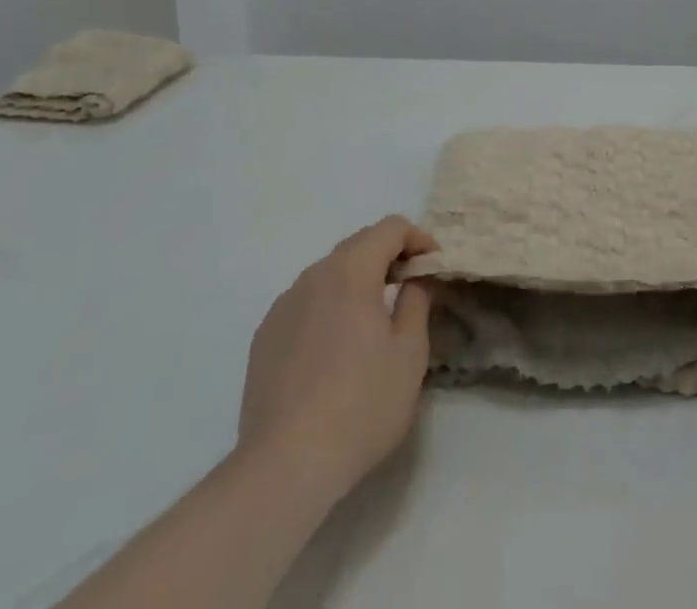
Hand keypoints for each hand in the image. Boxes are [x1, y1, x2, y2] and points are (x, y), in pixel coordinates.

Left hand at [236, 216, 437, 504]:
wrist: (284, 468)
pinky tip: (336, 347)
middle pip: (357, 245)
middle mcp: (313, 277)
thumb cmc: (361, 405)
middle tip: (410, 284)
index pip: (389, 228)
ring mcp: (283, 307)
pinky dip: (329, 306)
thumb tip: (412, 280)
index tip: (433, 264)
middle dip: (388, 255)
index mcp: (351, 273)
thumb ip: (416, 301)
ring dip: (357, 280)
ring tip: (374, 316)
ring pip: (328, 274)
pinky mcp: (264, 338)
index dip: (418, 237)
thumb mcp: (410, 353)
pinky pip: (305, 303)